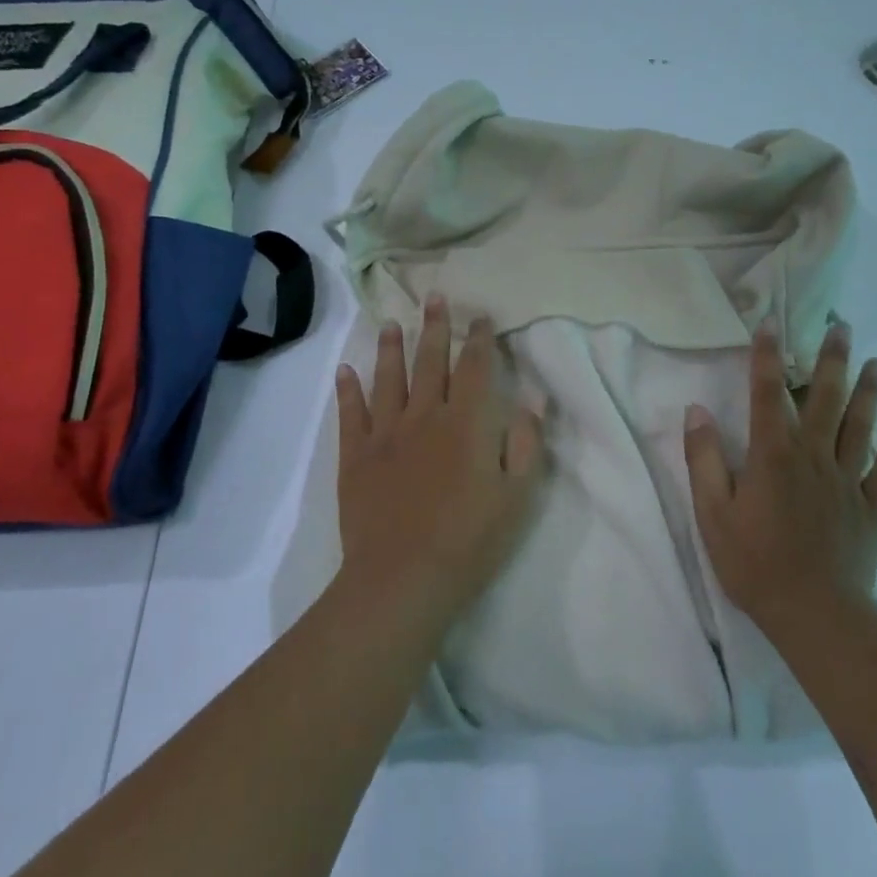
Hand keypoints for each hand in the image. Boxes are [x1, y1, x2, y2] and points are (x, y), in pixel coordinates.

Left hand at [333, 295, 544, 630]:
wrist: (402, 578)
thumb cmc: (469, 540)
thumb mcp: (516, 496)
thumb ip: (526, 444)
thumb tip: (532, 400)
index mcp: (467, 423)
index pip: (476, 368)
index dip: (480, 339)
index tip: (480, 317)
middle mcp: (425, 416)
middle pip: (431, 362)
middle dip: (435, 328)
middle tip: (434, 298)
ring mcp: (386, 434)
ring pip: (389, 379)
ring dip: (390, 349)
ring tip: (390, 324)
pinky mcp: (356, 456)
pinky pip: (351, 414)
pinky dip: (347, 390)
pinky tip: (344, 371)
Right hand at [683, 322, 876, 636]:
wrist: (816, 615)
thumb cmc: (755, 562)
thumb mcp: (712, 513)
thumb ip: (703, 459)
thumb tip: (697, 411)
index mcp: (772, 455)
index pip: (766, 393)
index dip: (767, 356)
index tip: (770, 323)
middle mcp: (813, 456)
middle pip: (825, 398)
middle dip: (832, 359)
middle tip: (843, 327)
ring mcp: (846, 481)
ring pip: (860, 426)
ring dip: (868, 392)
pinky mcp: (869, 507)